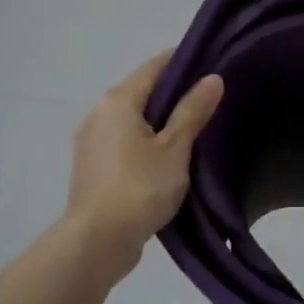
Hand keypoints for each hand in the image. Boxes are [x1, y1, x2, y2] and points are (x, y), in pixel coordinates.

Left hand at [66, 54, 224, 272]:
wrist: (97, 241)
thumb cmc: (140, 188)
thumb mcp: (175, 148)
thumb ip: (192, 111)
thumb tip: (212, 78)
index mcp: (118, 101)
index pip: (155, 67)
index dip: (184, 62)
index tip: (212, 66)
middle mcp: (98, 113)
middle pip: (142, 92)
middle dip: (174, 94)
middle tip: (210, 102)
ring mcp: (91, 141)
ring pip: (132, 119)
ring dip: (159, 121)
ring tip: (194, 132)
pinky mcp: (92, 166)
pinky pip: (124, 142)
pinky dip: (145, 142)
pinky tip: (167, 158)